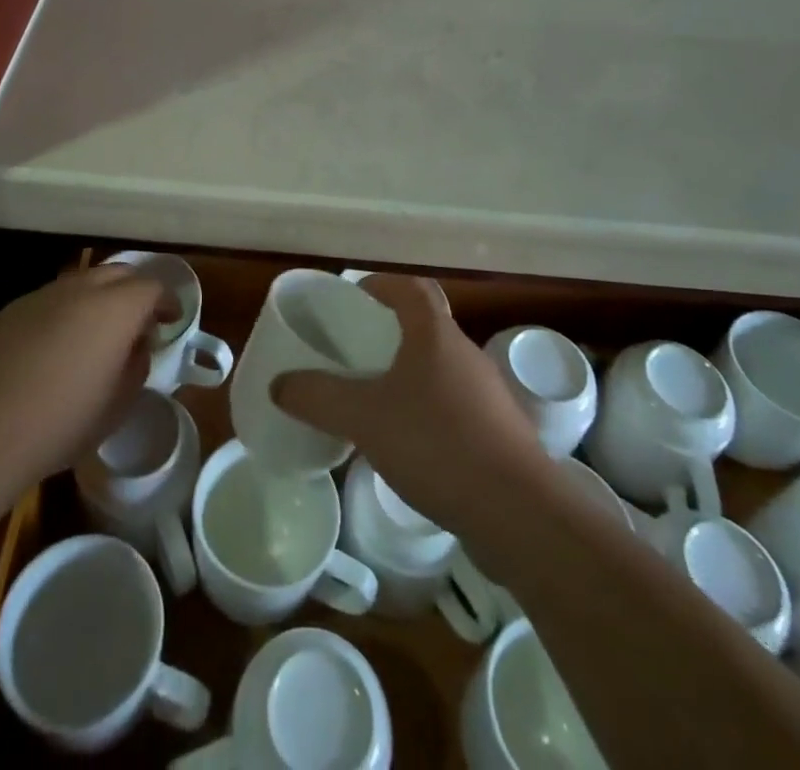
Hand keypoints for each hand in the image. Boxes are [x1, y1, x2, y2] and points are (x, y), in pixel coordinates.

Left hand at [0, 263, 167, 508]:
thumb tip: (137, 346)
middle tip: (139, 322)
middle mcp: (81, 290)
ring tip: (99, 332)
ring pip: (83, 281)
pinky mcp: (11, 310)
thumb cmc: (61, 424)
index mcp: (115, 309)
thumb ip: (136, 366)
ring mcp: (42, 296)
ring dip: (100, 297)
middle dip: (135, 291)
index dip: (167, 302)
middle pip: (119, 273)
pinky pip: (52, 298)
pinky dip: (68, 310)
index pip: (152, 287)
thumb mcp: (117, 406)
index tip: (171, 320)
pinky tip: (59, 344)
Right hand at [272, 274, 549, 536]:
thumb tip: (279, 384)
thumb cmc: (437, 444)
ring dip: (408, 375)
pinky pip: (454, 406)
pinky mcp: (499, 433)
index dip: (381, 285)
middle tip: (352, 354)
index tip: (353, 299)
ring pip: (439, 369)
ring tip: (374, 401)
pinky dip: (427, 412)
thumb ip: (318, 397)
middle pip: (425, 327)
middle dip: (388, 334)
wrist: (519, 514)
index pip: (411, 288)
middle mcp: (466, 354)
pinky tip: (407, 445)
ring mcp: (487, 395)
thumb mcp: (363, 418)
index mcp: (436, 334)